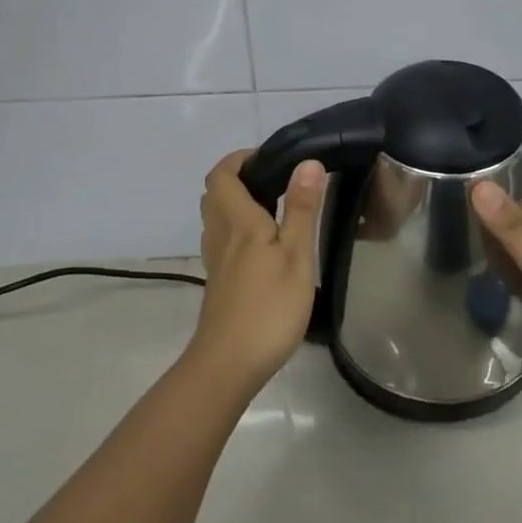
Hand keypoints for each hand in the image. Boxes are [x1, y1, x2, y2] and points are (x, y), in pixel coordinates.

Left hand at [190, 151, 324, 394]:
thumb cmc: (268, 307)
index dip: (238, 159)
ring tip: (273, 208)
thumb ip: (301, 208)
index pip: (222, 175)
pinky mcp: (219, 283)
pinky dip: (238, 231)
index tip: (269, 158)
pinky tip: (264, 247)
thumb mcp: (295, 255)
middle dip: (238, 178)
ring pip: (216, 219)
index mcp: (238, 222)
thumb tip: (307, 162)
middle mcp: (220, 235)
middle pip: (215, 194)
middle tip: (274, 180)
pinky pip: (222, 242)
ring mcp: (216, 262)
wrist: (229, 364)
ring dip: (237, 204)